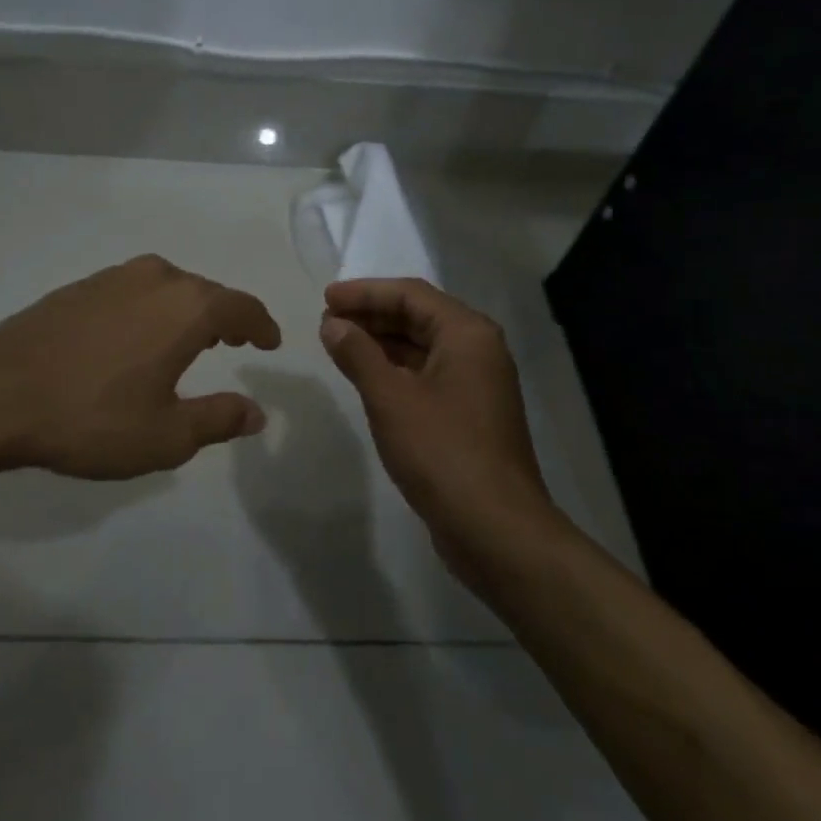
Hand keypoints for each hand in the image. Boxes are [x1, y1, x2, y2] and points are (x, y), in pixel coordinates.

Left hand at [0, 255, 281, 478]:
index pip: (242, 308)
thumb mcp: (166, 435)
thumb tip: (256, 412)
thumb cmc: (92, 417)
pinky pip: (134, 290)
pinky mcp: (80, 286)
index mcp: (187, 307)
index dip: (261, 325)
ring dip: (187, 309)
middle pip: (206, 292)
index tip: (269, 341)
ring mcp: (114, 277)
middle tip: (234, 342)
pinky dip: (152, 308)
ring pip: (168, 286)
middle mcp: (156, 279)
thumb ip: (218, 419)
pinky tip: (136, 336)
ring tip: (190, 338)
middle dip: (226, 317)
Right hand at [320, 278, 553, 556]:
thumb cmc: (442, 452)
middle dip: (371, 315)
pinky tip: (365, 378)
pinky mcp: (468, 415)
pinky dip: (394, 370)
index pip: (410, 295)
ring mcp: (476, 384)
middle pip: (419, 317)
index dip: (365, 292)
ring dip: (380, 342)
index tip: (325, 297)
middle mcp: (478, 351)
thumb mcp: (390, 398)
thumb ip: (358, 354)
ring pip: (422, 348)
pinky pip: (426, 375)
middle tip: (327, 320)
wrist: (495, 528)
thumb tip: (333, 324)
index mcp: (467, 334)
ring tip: (338, 344)